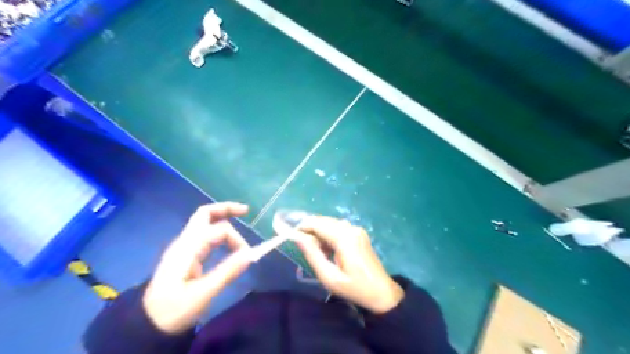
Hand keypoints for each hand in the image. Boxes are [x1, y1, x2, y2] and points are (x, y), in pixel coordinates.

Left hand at [141, 203, 252, 332]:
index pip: (219, 231)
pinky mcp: (185, 254)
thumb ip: (227, 272)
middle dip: (226, 208)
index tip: (247, 256)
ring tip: (240, 219)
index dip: (237, 239)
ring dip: (222, 218)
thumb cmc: (174, 310)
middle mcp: (184, 242)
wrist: (147, 323)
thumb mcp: (203, 294)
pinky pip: (203, 233)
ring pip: (204, 222)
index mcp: (188, 248)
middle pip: (204, 214)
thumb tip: (251, 254)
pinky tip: (227, 238)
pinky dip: (218, 230)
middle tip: (246, 210)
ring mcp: (183, 247)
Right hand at [292, 216, 400, 312]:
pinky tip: (327, 249)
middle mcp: (350, 228)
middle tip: (301, 246)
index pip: (316, 223)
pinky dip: (327, 234)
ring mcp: (356, 229)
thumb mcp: (329, 277)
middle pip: (322, 221)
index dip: (300, 226)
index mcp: (344, 237)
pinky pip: (337, 228)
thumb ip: (312, 254)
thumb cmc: (355, 288)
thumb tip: (296, 237)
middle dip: (308, 229)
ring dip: (318, 232)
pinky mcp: (358, 233)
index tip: (287, 233)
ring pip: (329, 223)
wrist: (382, 293)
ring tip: (315, 251)